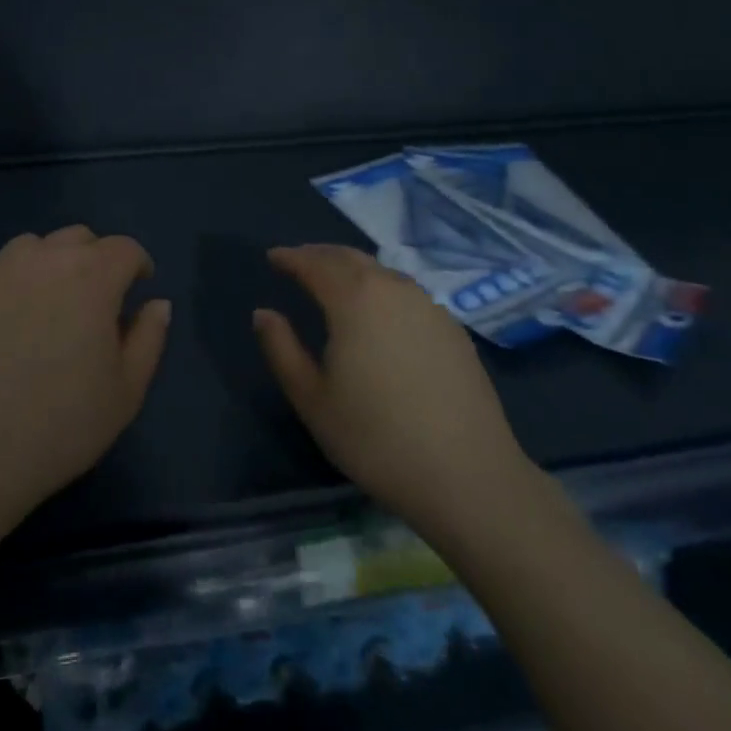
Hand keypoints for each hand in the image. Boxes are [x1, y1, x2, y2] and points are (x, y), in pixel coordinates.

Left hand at [0, 226, 170, 524]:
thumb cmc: (59, 425)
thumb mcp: (125, 392)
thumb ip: (149, 338)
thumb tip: (157, 303)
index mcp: (92, 276)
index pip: (124, 249)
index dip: (137, 265)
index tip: (138, 287)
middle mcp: (45, 258)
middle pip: (80, 239)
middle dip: (96, 260)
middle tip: (95, 302)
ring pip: (35, 247)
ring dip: (52, 264)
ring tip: (49, 307)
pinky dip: (14, 283)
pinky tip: (7, 323)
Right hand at [253, 244, 530, 527]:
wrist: (468, 475)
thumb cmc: (376, 438)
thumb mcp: (312, 398)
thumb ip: (281, 349)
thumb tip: (263, 313)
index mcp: (355, 300)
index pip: (315, 264)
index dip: (291, 258)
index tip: (272, 257)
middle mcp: (393, 290)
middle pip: (350, 258)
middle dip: (320, 255)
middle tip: (299, 261)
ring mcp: (429, 307)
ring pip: (382, 272)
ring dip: (352, 268)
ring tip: (334, 281)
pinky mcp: (453, 329)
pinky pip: (406, 292)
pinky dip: (381, 287)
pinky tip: (379, 310)